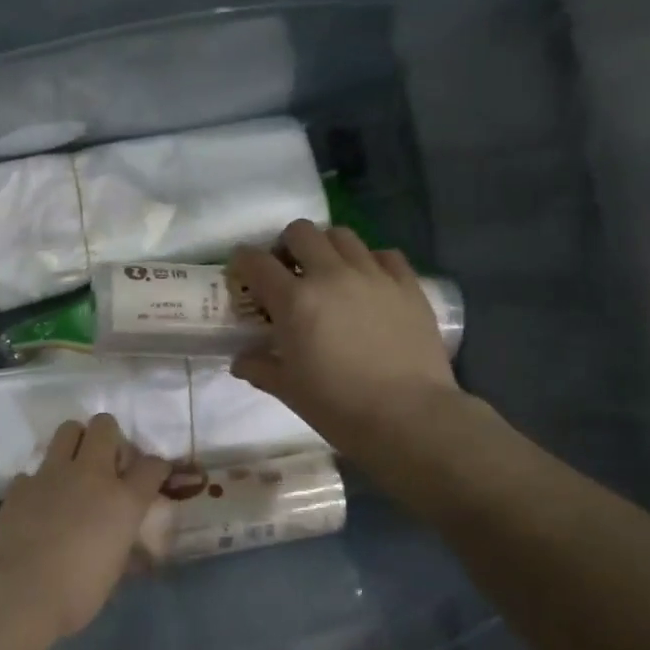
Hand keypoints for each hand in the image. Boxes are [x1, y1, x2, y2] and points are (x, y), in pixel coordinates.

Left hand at [0, 414, 170, 641]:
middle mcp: (91, 475)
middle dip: (110, 437)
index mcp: (123, 500)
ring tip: (75, 468)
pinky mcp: (20, 483)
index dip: (156, 468)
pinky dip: (40, 481)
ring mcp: (52, 474)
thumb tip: (124, 541)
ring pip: (68, 430)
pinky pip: (35, 470)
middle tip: (107, 462)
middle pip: (105, 427)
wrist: (16, 593)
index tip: (153, 476)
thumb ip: (122, 543)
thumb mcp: (114, 571)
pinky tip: (39, 502)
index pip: (152, 465)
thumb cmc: (75, 594)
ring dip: (76, 442)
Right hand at [229, 220, 460, 461]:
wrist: (408, 417)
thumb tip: (241, 360)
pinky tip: (369, 283)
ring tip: (328, 272)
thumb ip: (260, 368)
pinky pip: (385, 254)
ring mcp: (373, 275)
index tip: (241, 270)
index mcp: (294, 301)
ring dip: (327, 248)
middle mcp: (331, 275)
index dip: (243, 260)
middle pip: (301, 232)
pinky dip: (370, 261)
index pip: (256, 262)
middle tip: (288, 271)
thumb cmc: (338, 406)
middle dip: (287, 245)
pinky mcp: (407, 284)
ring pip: (342, 235)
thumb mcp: (288, 390)